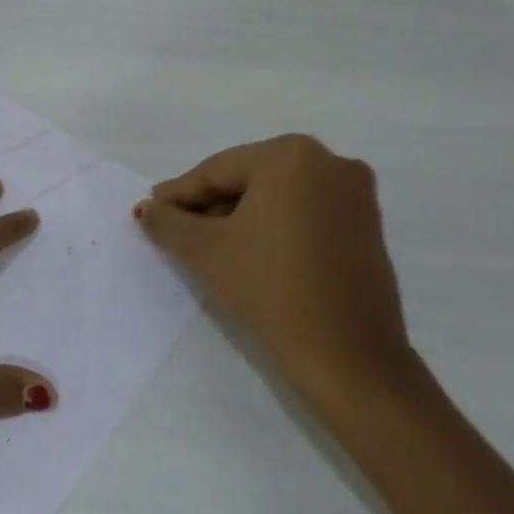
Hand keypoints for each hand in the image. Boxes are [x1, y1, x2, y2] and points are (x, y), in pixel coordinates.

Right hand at [135, 134, 420, 413]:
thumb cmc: (270, 288)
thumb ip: (167, 222)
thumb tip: (146, 209)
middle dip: (209, 206)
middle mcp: (330, 162)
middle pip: (247, 180)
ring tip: (207, 247)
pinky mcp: (368, 228)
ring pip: (276, 198)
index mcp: (291, 155)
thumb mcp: (204, 251)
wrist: (348, 358)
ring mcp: (355, 195)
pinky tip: (249, 255)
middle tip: (176, 231)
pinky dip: (273, 229)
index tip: (151, 211)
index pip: (216, 171)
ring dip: (239, 218)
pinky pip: (304, 215)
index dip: (178, 195)